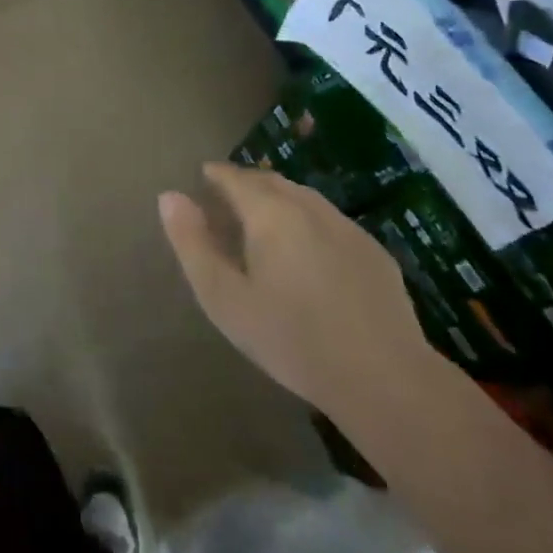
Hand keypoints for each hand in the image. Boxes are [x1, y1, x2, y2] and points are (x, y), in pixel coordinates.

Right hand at [159, 164, 431, 414]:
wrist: (383, 378)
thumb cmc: (291, 338)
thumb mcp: (224, 298)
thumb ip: (193, 244)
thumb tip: (169, 196)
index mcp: (270, 213)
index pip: (236, 178)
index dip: (216, 175)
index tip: (203, 177)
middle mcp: (310, 208)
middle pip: (272, 181)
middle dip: (247, 183)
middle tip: (228, 197)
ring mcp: (347, 228)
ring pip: (305, 198)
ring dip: (280, 199)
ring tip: (264, 220)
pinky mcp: (374, 253)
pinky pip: (331, 221)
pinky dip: (308, 221)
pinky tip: (308, 250)